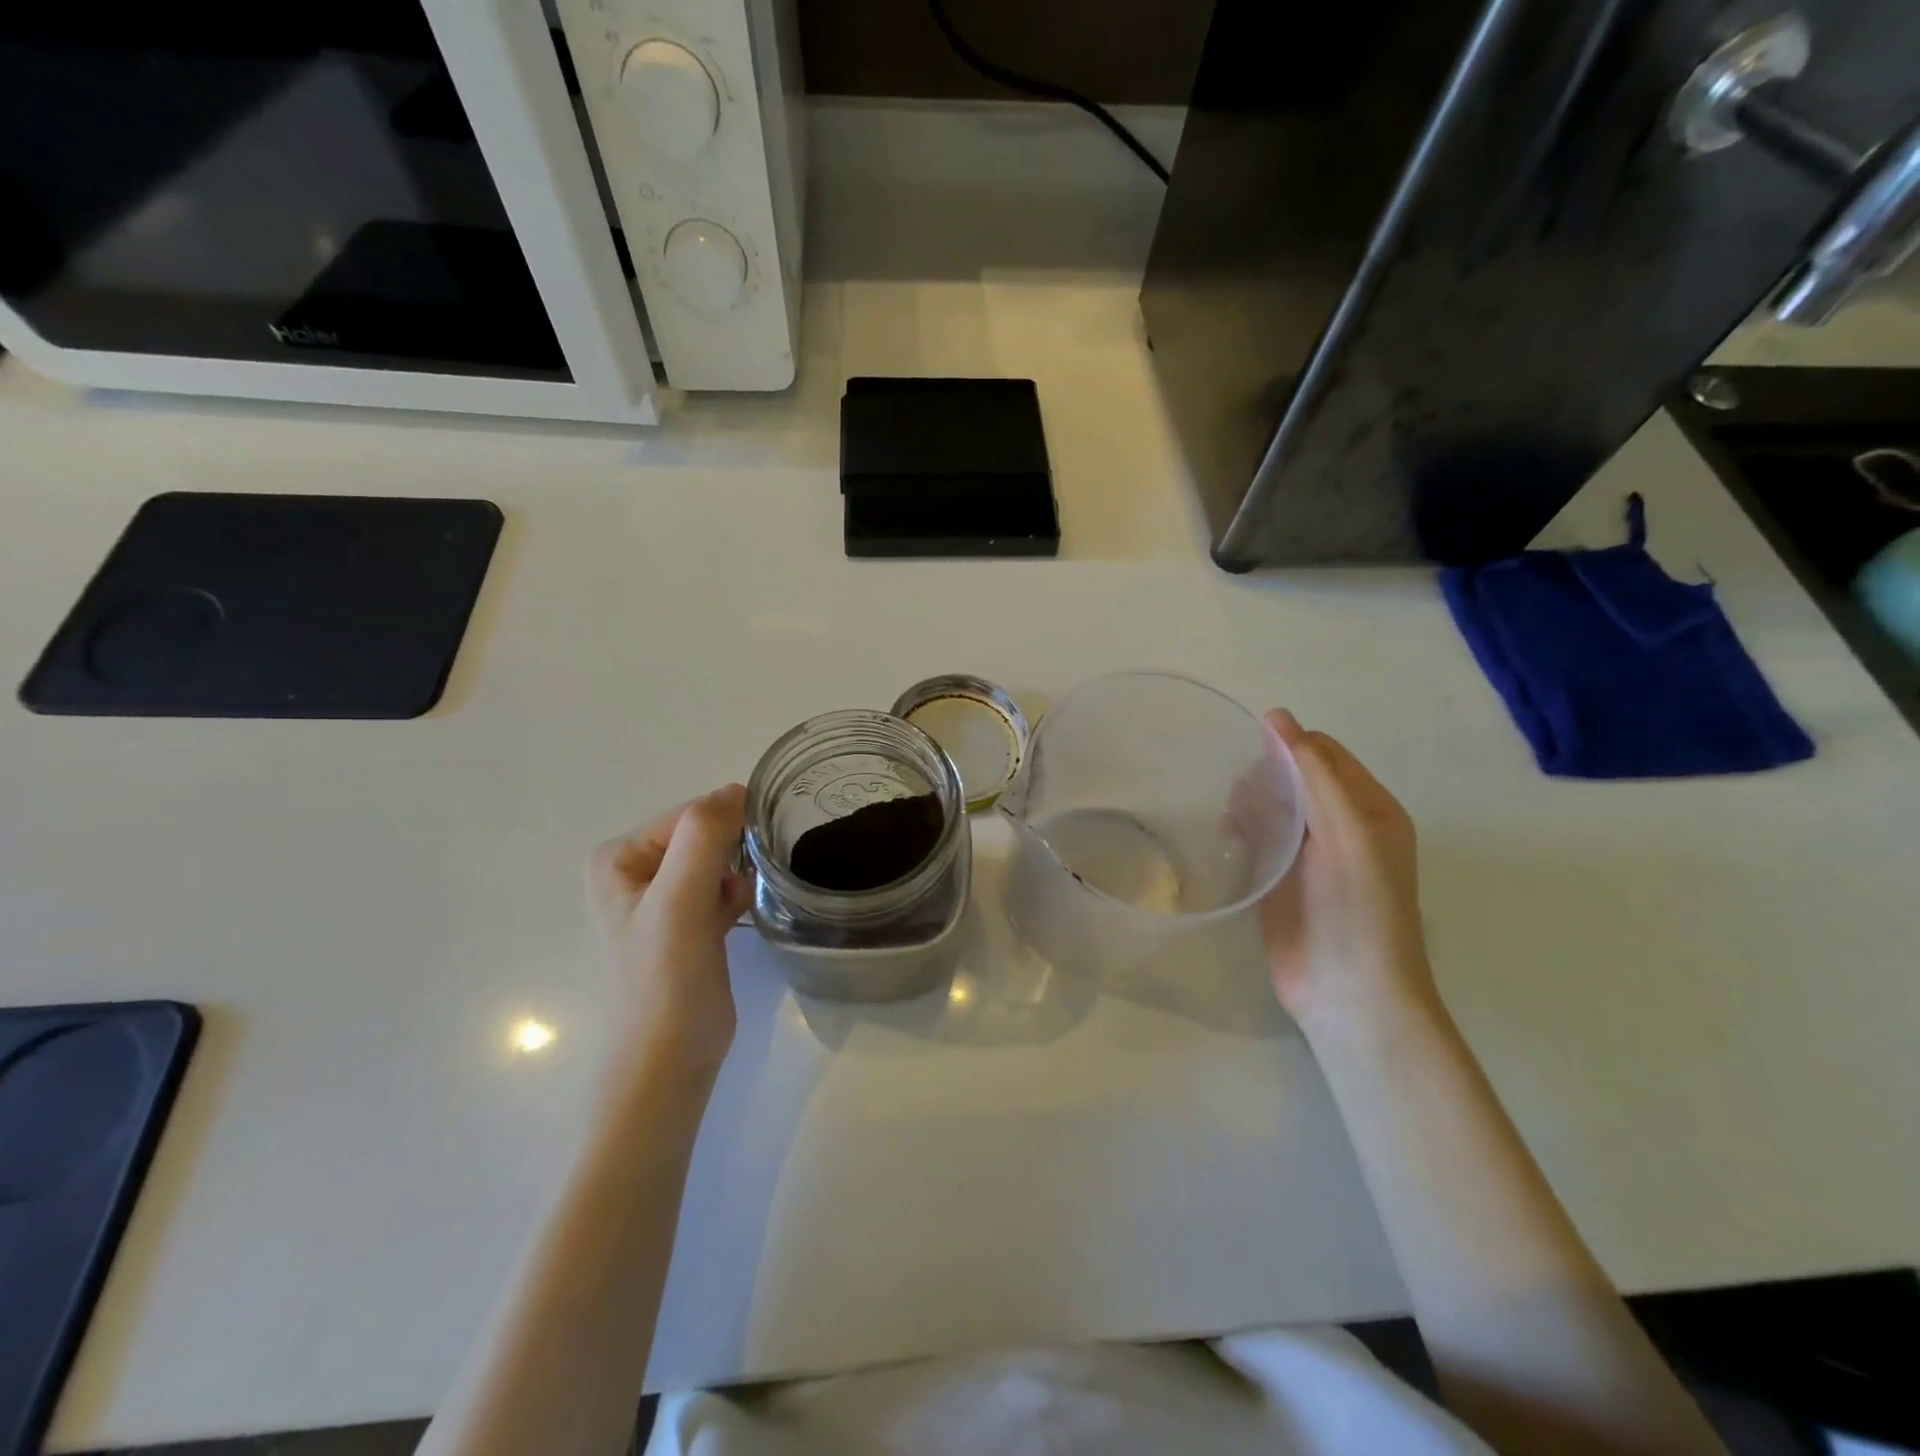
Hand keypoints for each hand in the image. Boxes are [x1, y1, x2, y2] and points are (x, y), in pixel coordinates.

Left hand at [589, 785, 753, 1076]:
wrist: (670, 1060)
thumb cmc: (666, 979)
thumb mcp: (680, 899)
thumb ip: (704, 836)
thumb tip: (737, 790)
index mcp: (619, 856)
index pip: (689, 815)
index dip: (722, 834)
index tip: (740, 864)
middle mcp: (635, 870)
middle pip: (705, 835)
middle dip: (730, 856)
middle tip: (734, 891)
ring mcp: (663, 898)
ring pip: (718, 859)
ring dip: (736, 876)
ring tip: (735, 907)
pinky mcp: (689, 922)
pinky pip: (722, 884)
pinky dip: (736, 894)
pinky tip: (737, 918)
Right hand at [1257, 712, 1437, 1032]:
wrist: (1348, 993)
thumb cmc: (1356, 907)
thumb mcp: (1346, 829)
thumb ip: (1313, 772)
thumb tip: (1277, 716)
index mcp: (1369, 808)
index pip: (1324, 754)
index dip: (1289, 744)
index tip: (1248, 748)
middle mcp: (1341, 826)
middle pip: (1295, 777)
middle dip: (1265, 775)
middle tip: (1239, 792)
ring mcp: (1309, 856)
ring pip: (1273, 807)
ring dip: (1249, 802)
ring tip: (1231, 818)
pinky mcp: (1280, 881)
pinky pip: (1257, 840)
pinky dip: (1241, 831)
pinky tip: (1226, 837)